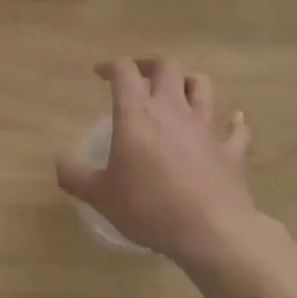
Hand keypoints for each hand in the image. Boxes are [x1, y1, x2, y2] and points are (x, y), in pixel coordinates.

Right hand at [56, 57, 267, 267]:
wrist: (212, 231)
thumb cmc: (149, 207)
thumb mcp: (100, 196)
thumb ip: (75, 176)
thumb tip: (60, 163)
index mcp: (137, 113)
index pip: (125, 70)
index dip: (111, 65)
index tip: (100, 74)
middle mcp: (173, 109)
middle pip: (167, 66)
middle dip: (151, 66)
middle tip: (140, 79)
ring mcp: (207, 127)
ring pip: (203, 86)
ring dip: (190, 82)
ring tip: (179, 92)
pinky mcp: (231, 150)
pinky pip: (236, 127)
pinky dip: (233, 121)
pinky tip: (231, 120)